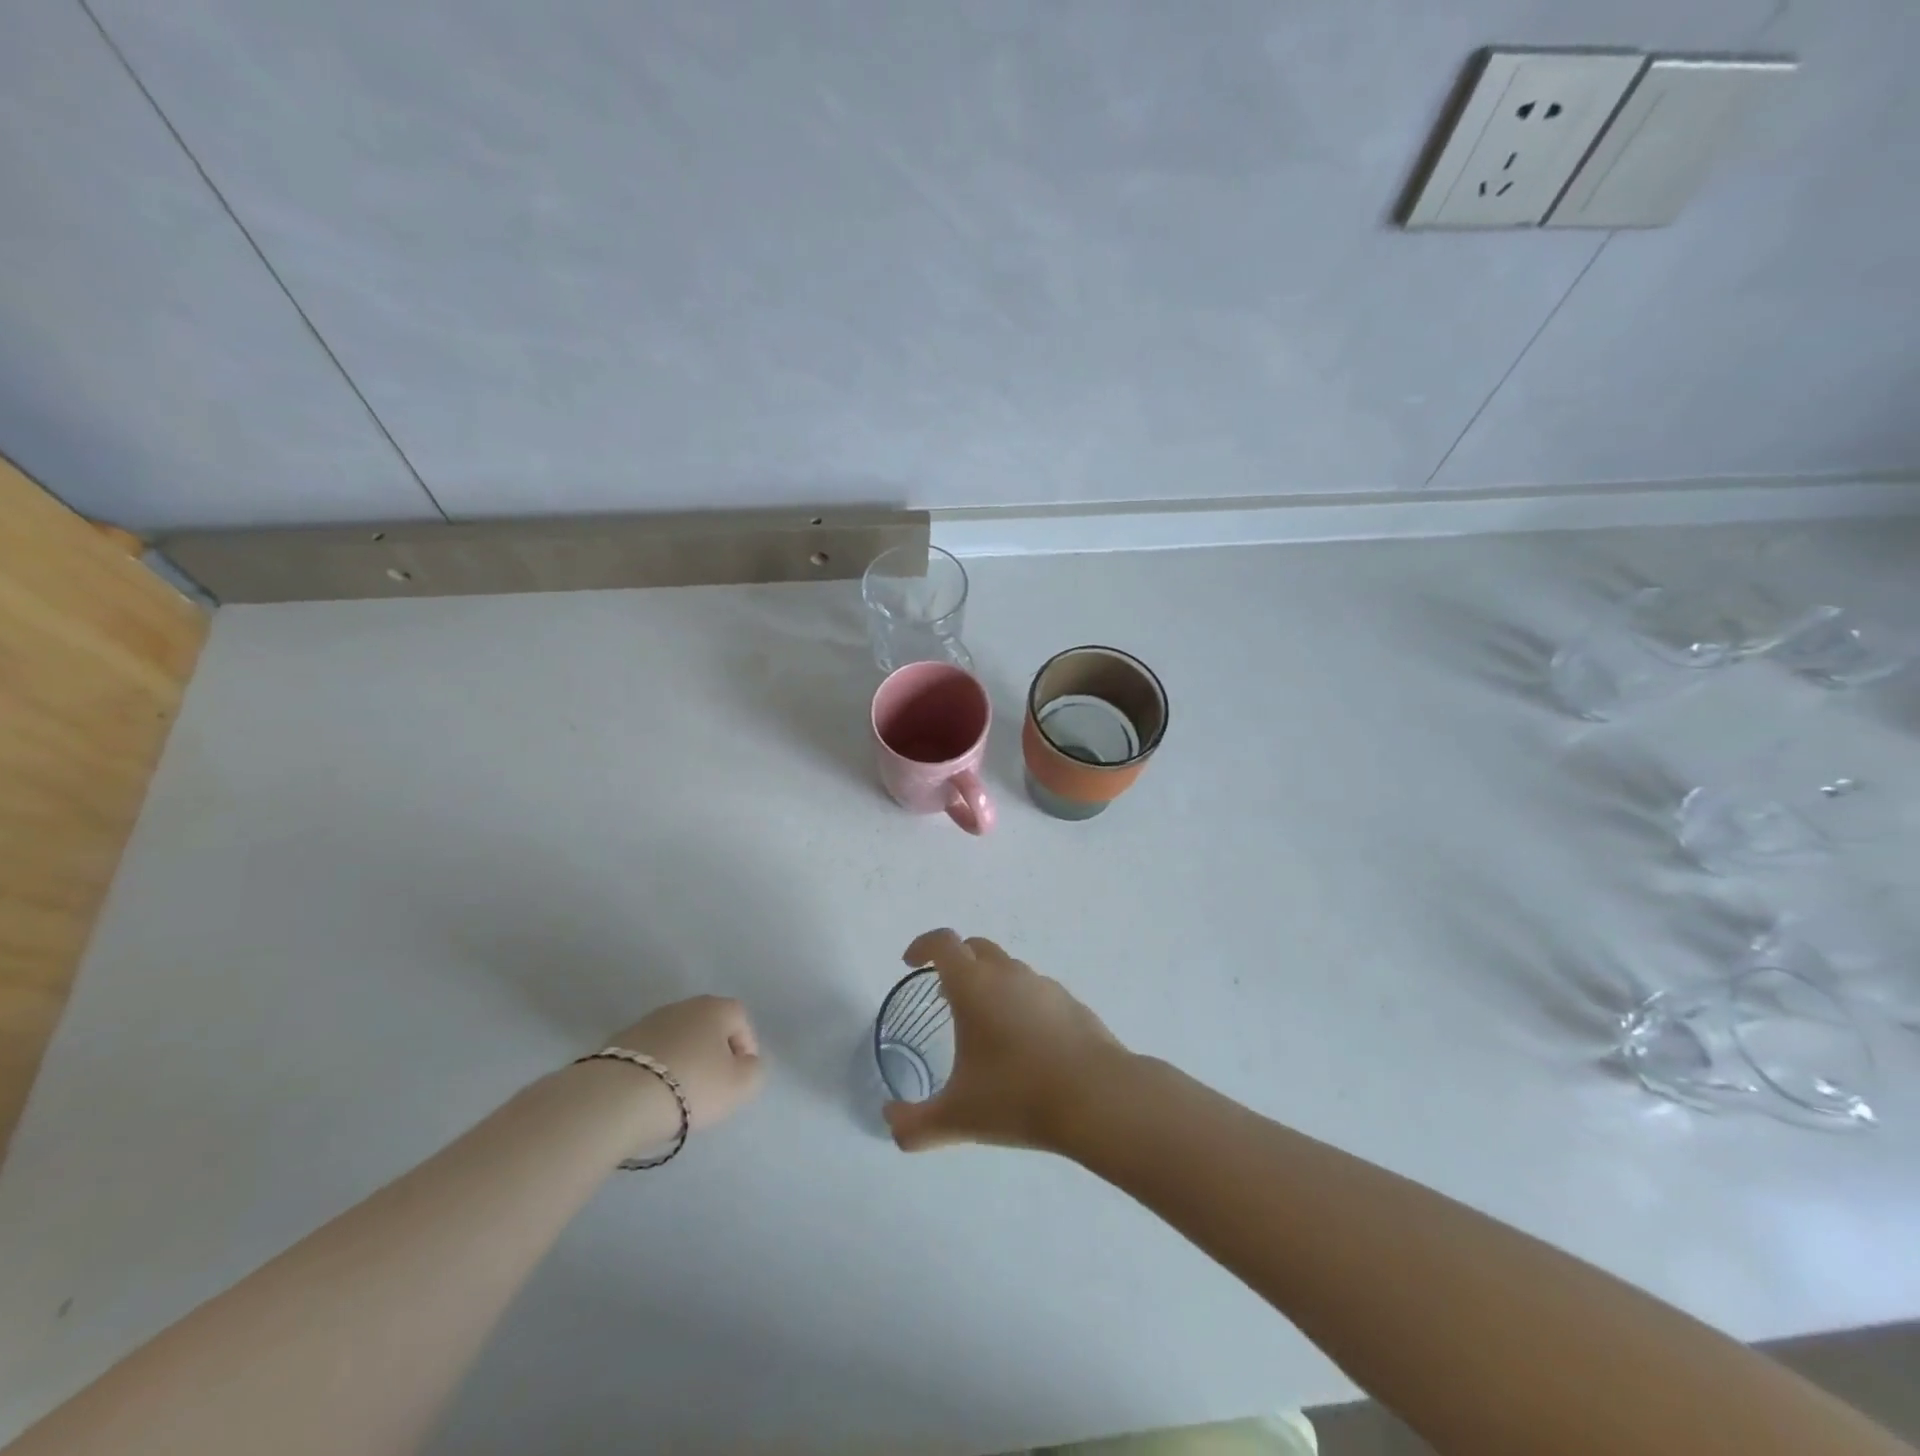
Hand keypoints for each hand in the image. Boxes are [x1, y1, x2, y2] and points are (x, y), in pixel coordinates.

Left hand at [603, 995, 763, 1129]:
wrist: (616, 1098)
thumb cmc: (691, 1086)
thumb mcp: (740, 1086)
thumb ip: (754, 1071)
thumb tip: (746, 1063)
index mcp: (715, 1008)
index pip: (741, 1020)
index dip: (745, 1049)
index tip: (738, 1079)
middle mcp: (683, 1006)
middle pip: (708, 1028)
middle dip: (712, 1055)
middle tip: (709, 1089)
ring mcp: (647, 1022)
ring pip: (677, 1040)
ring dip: (682, 1062)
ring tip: (676, 1097)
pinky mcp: (617, 1042)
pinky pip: (649, 1055)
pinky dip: (654, 1071)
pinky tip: (649, 1096)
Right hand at [883, 929, 1128, 1152]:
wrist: (1097, 1098)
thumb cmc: (1017, 1097)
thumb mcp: (957, 1117)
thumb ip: (914, 1124)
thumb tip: (890, 1123)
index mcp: (974, 986)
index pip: (943, 943)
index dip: (923, 946)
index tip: (911, 963)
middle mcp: (1008, 974)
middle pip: (976, 947)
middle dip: (956, 961)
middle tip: (945, 994)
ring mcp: (1044, 985)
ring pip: (1009, 968)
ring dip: (990, 982)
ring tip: (985, 1025)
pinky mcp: (1071, 1003)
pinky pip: (1036, 991)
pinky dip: (1021, 1003)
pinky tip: (1025, 1044)